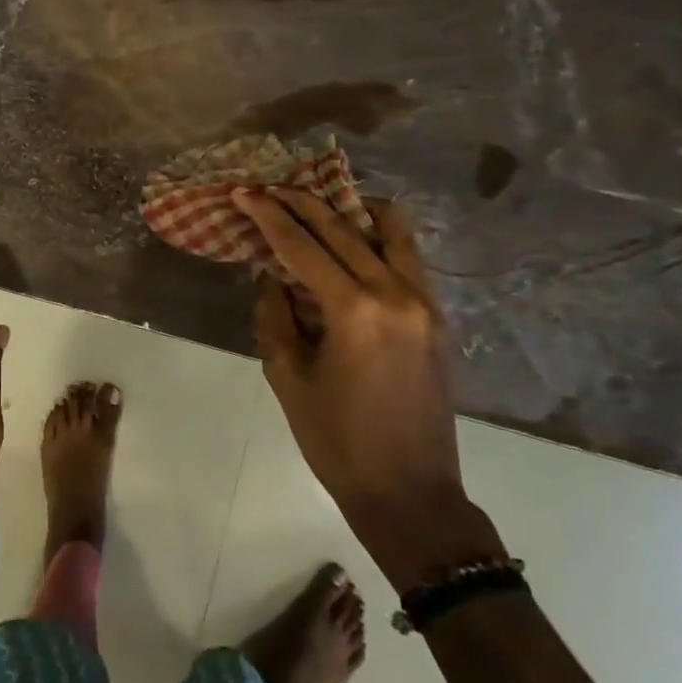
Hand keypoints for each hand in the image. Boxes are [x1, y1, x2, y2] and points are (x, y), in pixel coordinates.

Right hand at [235, 189, 502, 586]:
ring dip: (350, 210)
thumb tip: (271, 275)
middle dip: (300, 203)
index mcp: (355, 312)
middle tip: (268, 188)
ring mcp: (426, 304)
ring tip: (318, 202)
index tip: (243, 192)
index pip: (303, 246)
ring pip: (391, 232)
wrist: (411, 494)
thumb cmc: (337, 442)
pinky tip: (355, 238)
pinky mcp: (438, 318)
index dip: (268, 216)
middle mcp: (396, 295)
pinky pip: (409, 258)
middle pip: (343, 229)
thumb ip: (275, 316)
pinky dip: (380, 236)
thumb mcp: (288, 378)